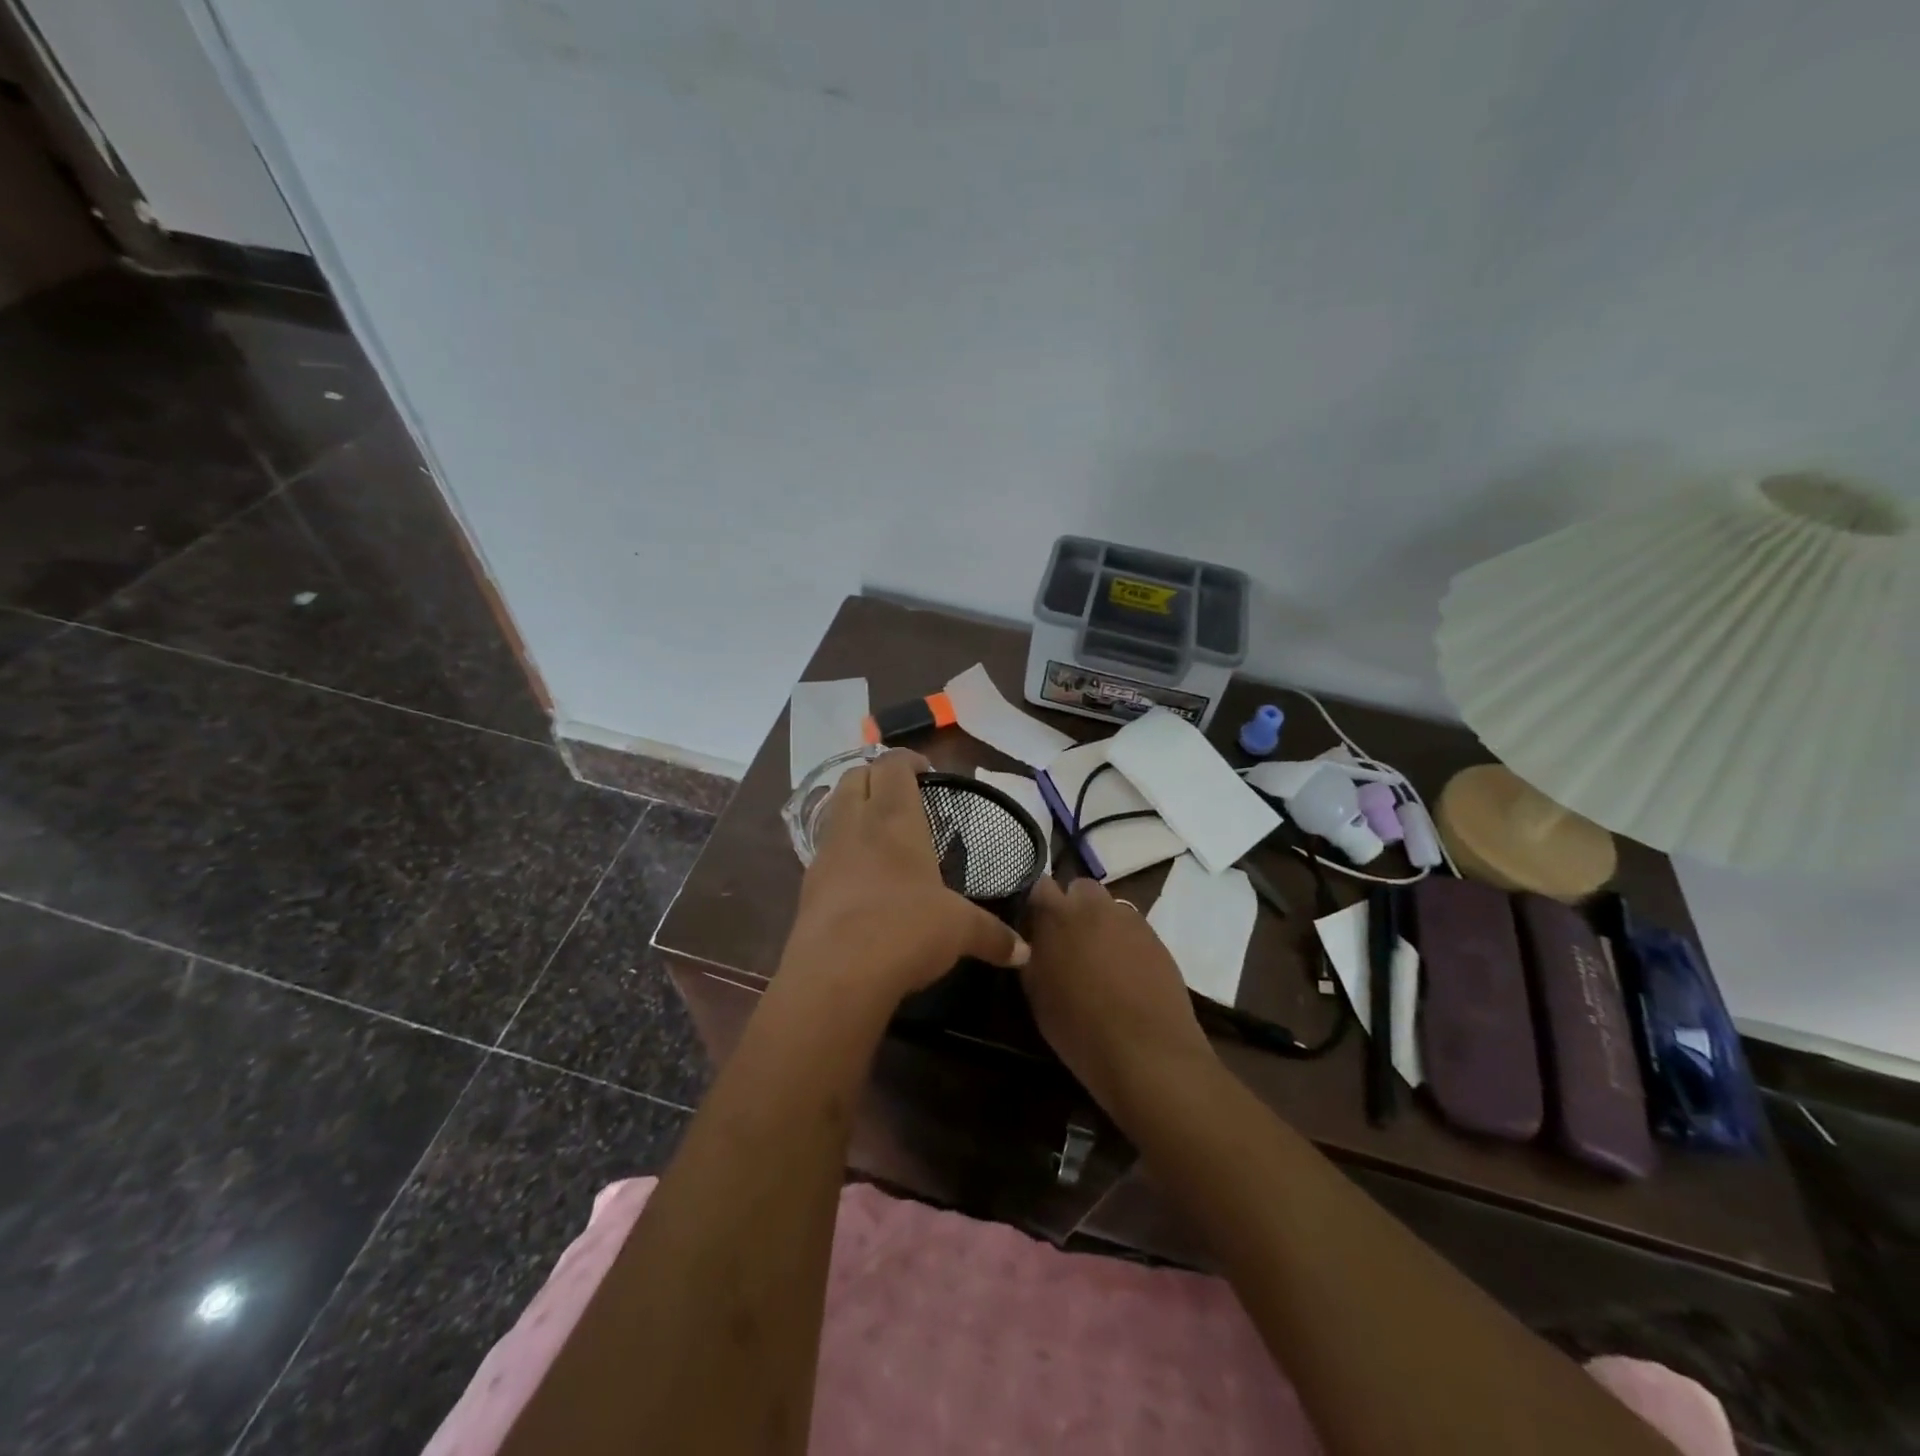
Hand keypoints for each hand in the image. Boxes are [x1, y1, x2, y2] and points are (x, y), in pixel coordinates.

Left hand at [785, 750, 1029, 1006]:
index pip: (892, 765)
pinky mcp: (807, 887)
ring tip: (882, 833)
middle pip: (854, 777)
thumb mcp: (959, 930)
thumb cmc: (906, 929)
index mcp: (894, 818)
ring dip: (854, 809)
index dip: (908, 759)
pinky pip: (825, 851)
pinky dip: (842, 849)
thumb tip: (1024, 952)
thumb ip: (993, 935)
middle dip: (876, 777)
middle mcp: (855, 825)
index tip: (927, 771)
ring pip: (833, 811)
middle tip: (902, 795)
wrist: (836, 975)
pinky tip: (862, 876)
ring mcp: (825, 855)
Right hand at [1019, 876, 1216, 1116]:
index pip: (1040, 884)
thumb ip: (1032, 954)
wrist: (1147, 1051)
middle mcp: (1093, 905)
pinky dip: (1124, 940)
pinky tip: (1125, 972)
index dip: (1037, 903)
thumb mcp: (1037, 992)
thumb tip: (1032, 941)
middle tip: (1068, 941)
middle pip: (1079, 888)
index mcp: (1056, 915)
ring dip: (1100, 922)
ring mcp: (1128, 918)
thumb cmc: (1079, 1027)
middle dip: (1072, 906)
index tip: (1035, 926)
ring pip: (1108, 906)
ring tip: (1099, 959)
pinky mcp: (1155, 936)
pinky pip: (1132, 927)